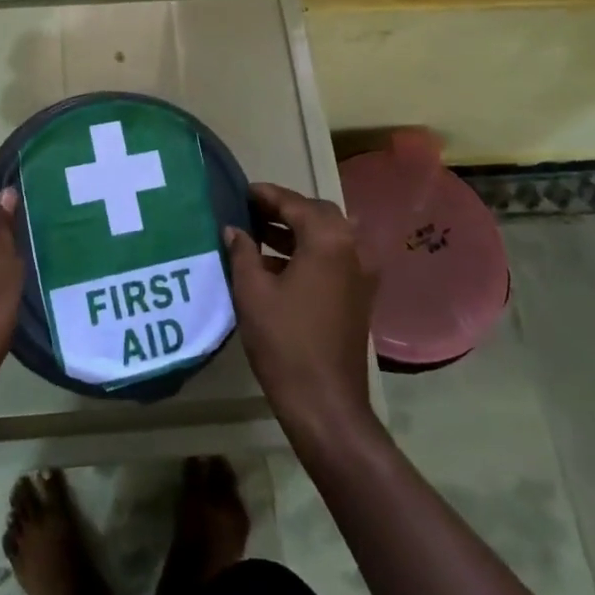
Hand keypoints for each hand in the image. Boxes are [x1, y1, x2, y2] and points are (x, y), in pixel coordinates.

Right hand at [226, 183, 377, 440]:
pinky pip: (334, 258)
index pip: (294, 203)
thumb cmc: (284, 341)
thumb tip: (233, 229)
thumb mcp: (252, 291)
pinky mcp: (359, 295)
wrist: (324, 402)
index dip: (265, 195)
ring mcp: (361, 273)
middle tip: (249, 212)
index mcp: (329, 240)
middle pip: (316, 214)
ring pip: (327, 236)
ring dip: (295, 231)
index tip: (240, 191)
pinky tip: (276, 265)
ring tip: (257, 234)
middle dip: (283, 209)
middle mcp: (353, 248)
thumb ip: (242, 251)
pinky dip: (308, 252)